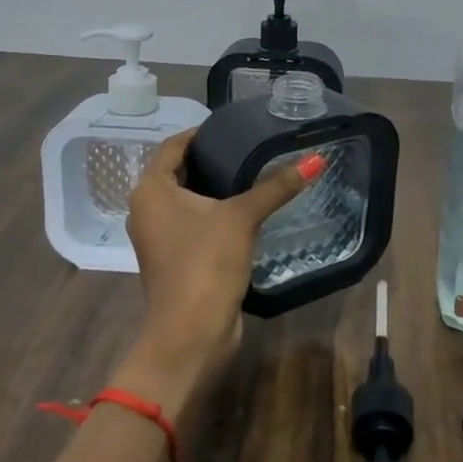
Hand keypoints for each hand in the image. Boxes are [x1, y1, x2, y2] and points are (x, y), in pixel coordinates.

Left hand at [119, 131, 317, 415]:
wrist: (190, 333)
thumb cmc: (206, 263)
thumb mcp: (242, 217)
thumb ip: (277, 186)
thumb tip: (316, 159)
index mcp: (150, 190)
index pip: (173, 146)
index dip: (200, 133)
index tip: (232, 127)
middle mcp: (146, 209)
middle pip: (178, 172)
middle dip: (210, 159)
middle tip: (248, 148)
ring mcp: (157, 237)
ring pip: (185, 200)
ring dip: (212, 188)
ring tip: (251, 174)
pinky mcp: (172, 259)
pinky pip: (191, 224)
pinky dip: (212, 214)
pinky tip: (243, 211)